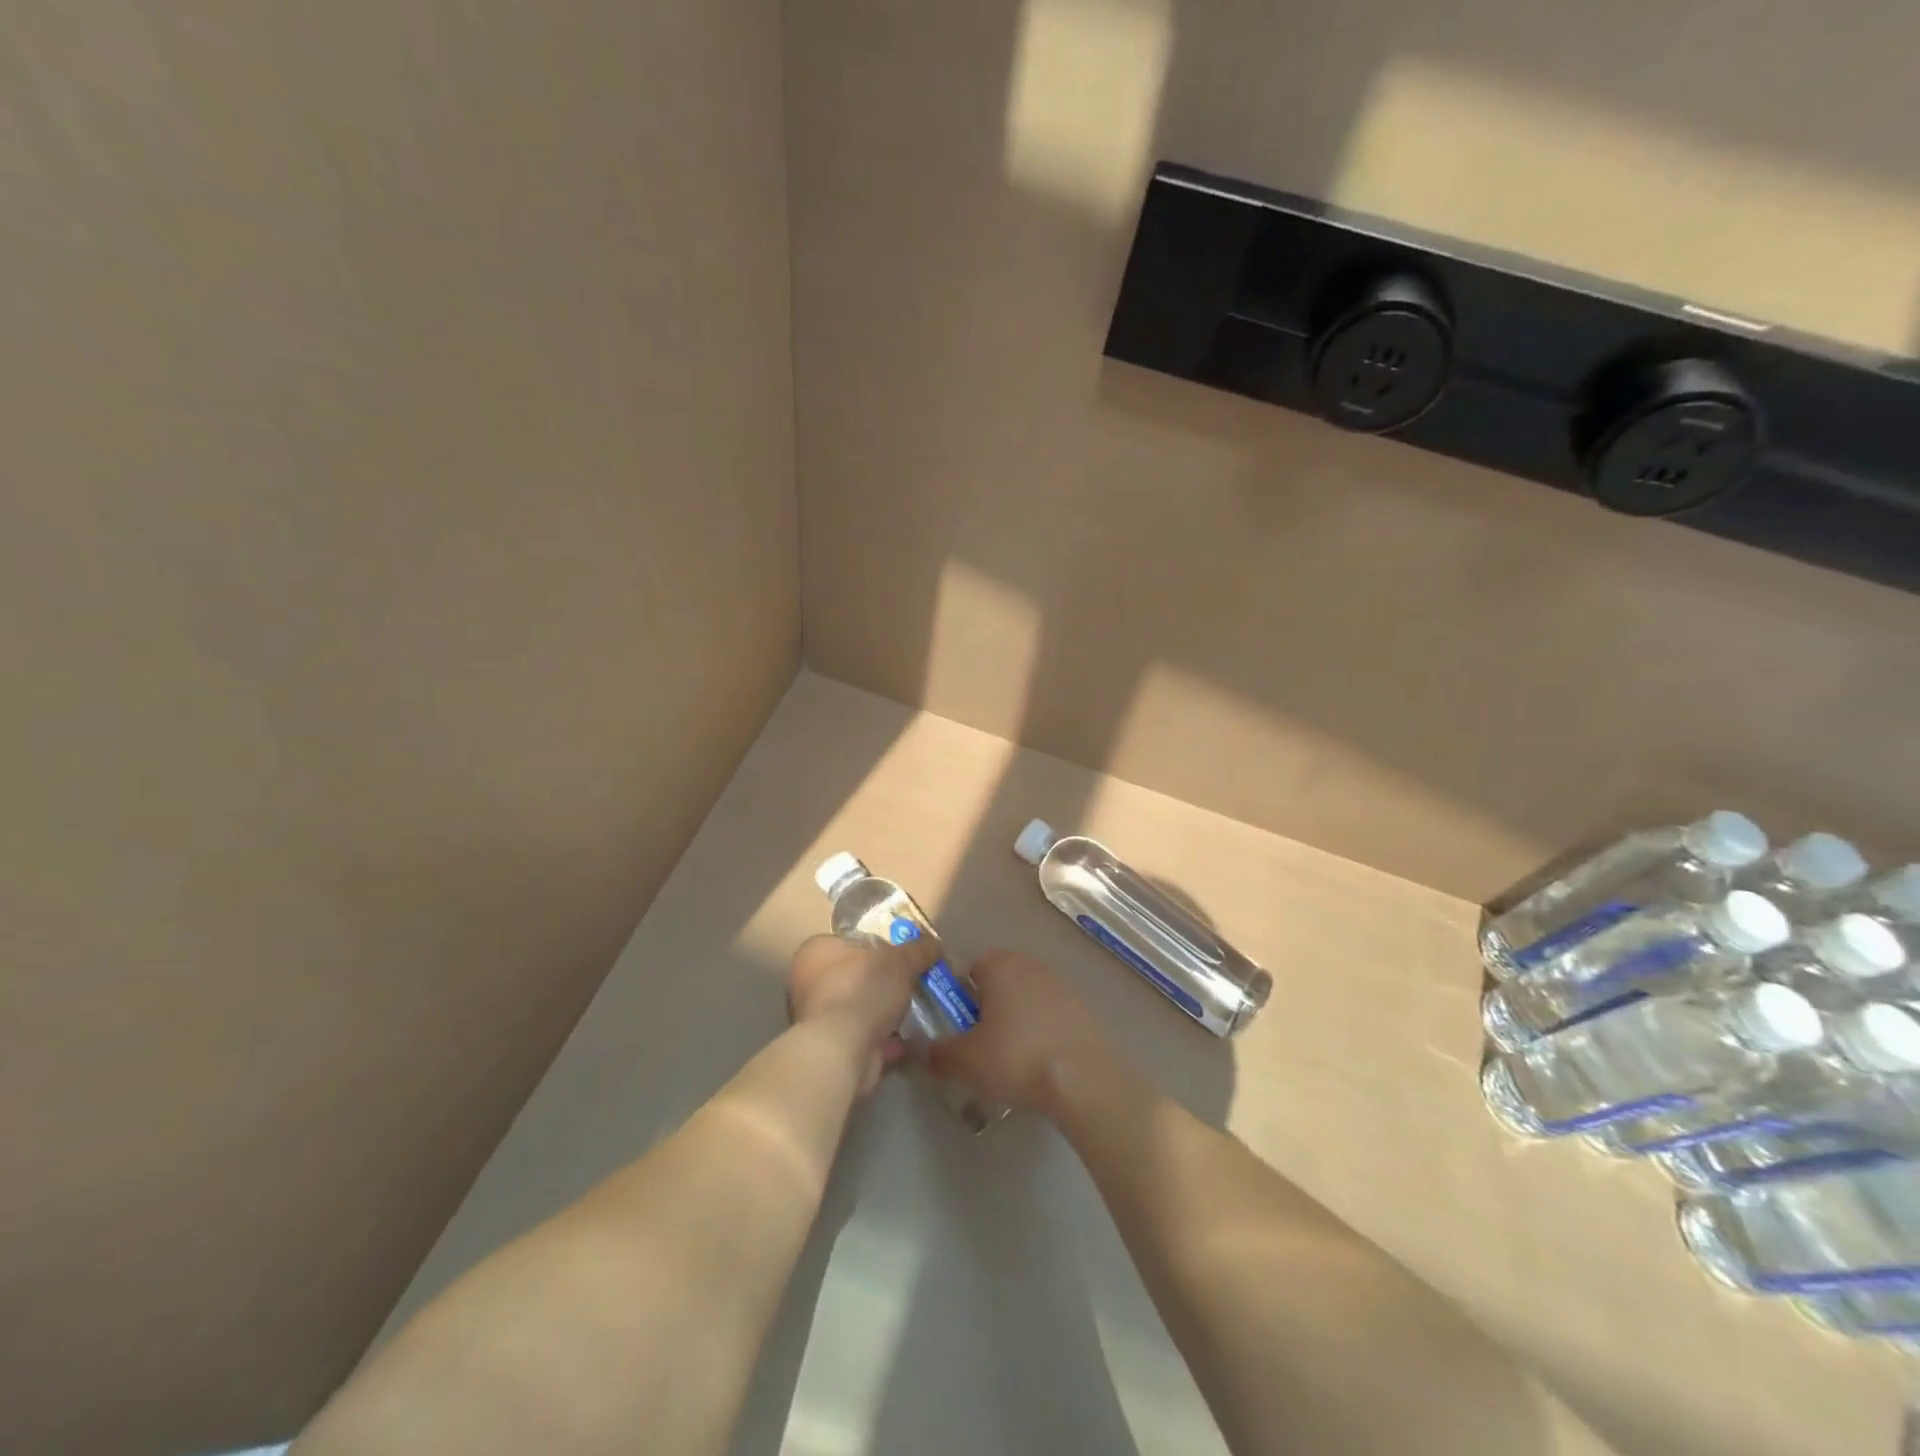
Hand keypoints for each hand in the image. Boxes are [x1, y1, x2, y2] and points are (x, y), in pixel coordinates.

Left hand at [786, 933, 935, 1093]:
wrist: (842, 1050)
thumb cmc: (862, 989)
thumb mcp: (900, 960)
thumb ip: (919, 949)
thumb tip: (935, 944)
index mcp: (816, 950)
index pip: (847, 941)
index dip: (876, 947)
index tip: (900, 956)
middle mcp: (807, 982)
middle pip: (854, 975)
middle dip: (882, 982)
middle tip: (911, 983)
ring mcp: (816, 1018)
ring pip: (859, 1008)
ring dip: (884, 1013)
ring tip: (915, 1011)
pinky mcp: (829, 1048)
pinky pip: (863, 1037)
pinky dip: (884, 1039)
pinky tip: (909, 1040)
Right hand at [923, 950, 1116, 1114]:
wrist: (1084, 1078)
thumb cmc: (1016, 1057)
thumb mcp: (965, 1061)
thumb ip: (937, 1054)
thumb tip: (918, 1051)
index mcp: (999, 964)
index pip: (970, 969)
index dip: (960, 999)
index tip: (959, 1030)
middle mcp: (1031, 964)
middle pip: (999, 983)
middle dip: (988, 1011)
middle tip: (981, 1048)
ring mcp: (1062, 985)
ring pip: (1026, 1000)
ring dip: (1017, 1022)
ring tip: (1013, 1062)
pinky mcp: (1084, 1009)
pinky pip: (1052, 1017)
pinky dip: (1043, 1034)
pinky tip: (1041, 1065)